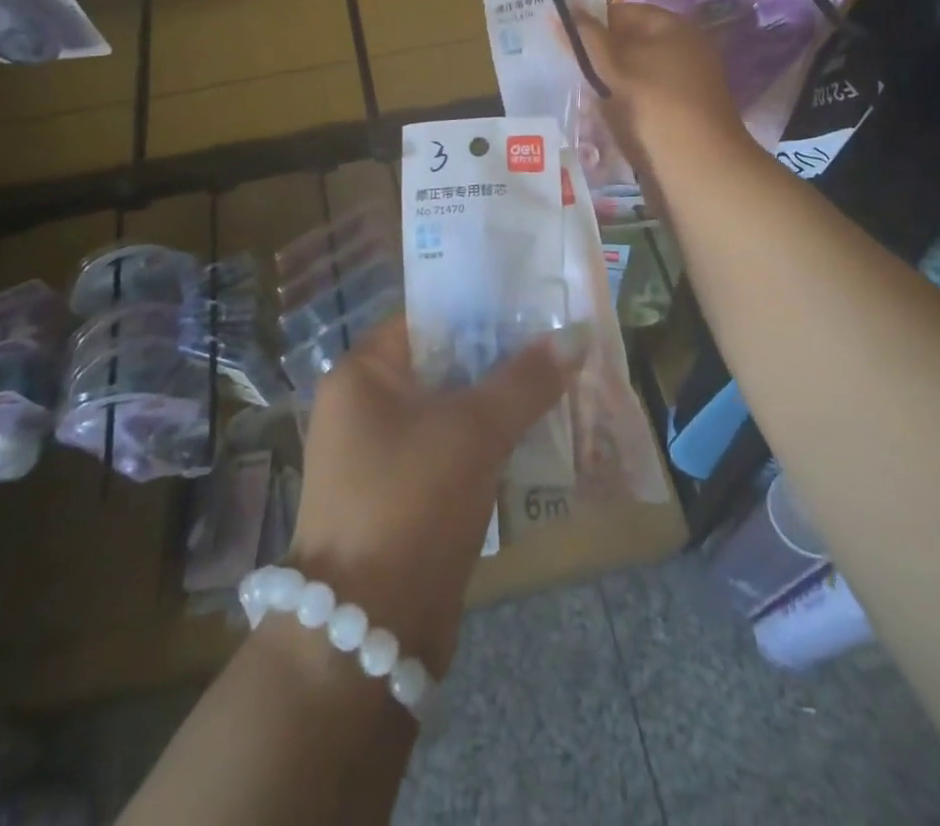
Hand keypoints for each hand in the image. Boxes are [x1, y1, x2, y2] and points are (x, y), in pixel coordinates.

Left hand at [290, 317, 578, 675]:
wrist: (368, 633)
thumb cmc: (411, 501)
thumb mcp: (473, 430)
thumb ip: (525, 379)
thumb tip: (576, 334)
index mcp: (363, 373)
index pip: (427, 318)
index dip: (481, 309)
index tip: (535, 307)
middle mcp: (364, 406)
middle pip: (443, 363)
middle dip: (500, 360)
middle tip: (560, 348)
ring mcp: (381, 454)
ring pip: (452, 410)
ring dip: (500, 404)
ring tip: (561, 387)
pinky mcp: (403, 496)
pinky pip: (452, 451)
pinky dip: (489, 444)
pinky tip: (538, 439)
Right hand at [566, 2, 752, 174]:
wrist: (697, 166)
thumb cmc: (655, 104)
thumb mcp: (616, 66)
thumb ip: (586, 38)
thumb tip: (560, 10)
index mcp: (674, 28)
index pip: (624, 12)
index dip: (592, 23)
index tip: (562, 41)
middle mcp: (683, 50)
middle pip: (629, 45)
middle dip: (597, 57)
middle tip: (564, 69)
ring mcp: (683, 85)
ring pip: (633, 75)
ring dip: (606, 85)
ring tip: (577, 95)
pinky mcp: (679, 115)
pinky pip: (642, 101)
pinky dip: (621, 106)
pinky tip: (600, 119)